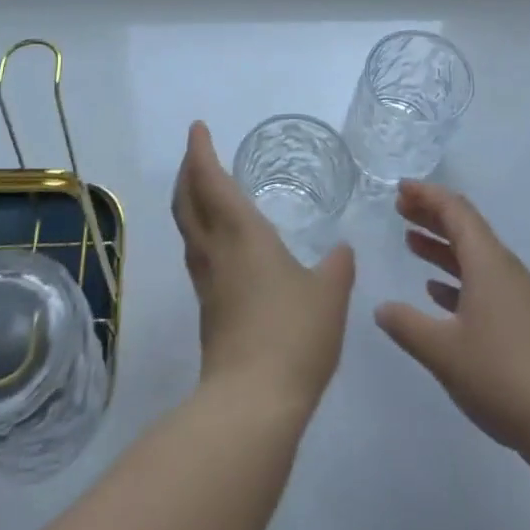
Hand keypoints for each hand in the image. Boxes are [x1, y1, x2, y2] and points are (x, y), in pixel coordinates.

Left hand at [171, 122, 354, 415]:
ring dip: (190, 201)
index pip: (211, 181)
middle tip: (197, 152)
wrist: (253, 401)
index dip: (201, 152)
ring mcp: (207, 281)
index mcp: (241, 234)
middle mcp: (216, 251)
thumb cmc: (293, 334)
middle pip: (187, 201)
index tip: (197, 128)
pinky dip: (201, 230)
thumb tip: (342, 250)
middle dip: (188, 172)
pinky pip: (198, 253)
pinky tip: (222, 242)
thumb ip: (337, 266)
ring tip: (205, 189)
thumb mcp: (329, 294)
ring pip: (188, 228)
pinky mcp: (208, 308)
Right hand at [375, 182, 529, 464]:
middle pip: (466, 228)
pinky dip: (456, 276)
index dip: (427, 196)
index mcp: (488, 263)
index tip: (400, 189)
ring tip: (411, 241)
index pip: (456, 211)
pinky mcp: (522, 321)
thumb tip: (382, 308)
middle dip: (432, 214)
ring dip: (442, 245)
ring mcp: (516, 296)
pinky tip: (437, 291)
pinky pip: (483, 282)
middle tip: (400, 208)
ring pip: (474, 256)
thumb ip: (407, 325)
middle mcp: (504, 270)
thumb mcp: (443, 350)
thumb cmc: (502, 375)